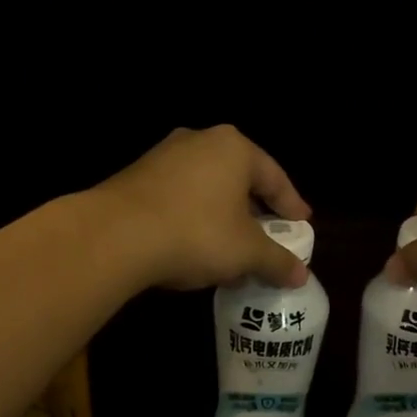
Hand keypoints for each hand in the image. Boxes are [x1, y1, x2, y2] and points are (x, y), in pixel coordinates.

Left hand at [95, 126, 312, 290]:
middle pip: (239, 179)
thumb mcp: (246, 252)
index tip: (302, 225)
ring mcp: (163, 156)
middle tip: (268, 236)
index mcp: (234, 148)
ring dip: (222, 217)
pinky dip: (194, 219)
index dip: (291, 205)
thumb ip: (277, 261)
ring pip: (207, 189)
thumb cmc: (196, 233)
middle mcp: (199, 141)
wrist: (115, 235)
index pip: (274, 177)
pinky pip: (179, 197)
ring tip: (231, 248)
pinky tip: (194, 247)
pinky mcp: (136, 177)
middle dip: (254, 211)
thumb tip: (301, 276)